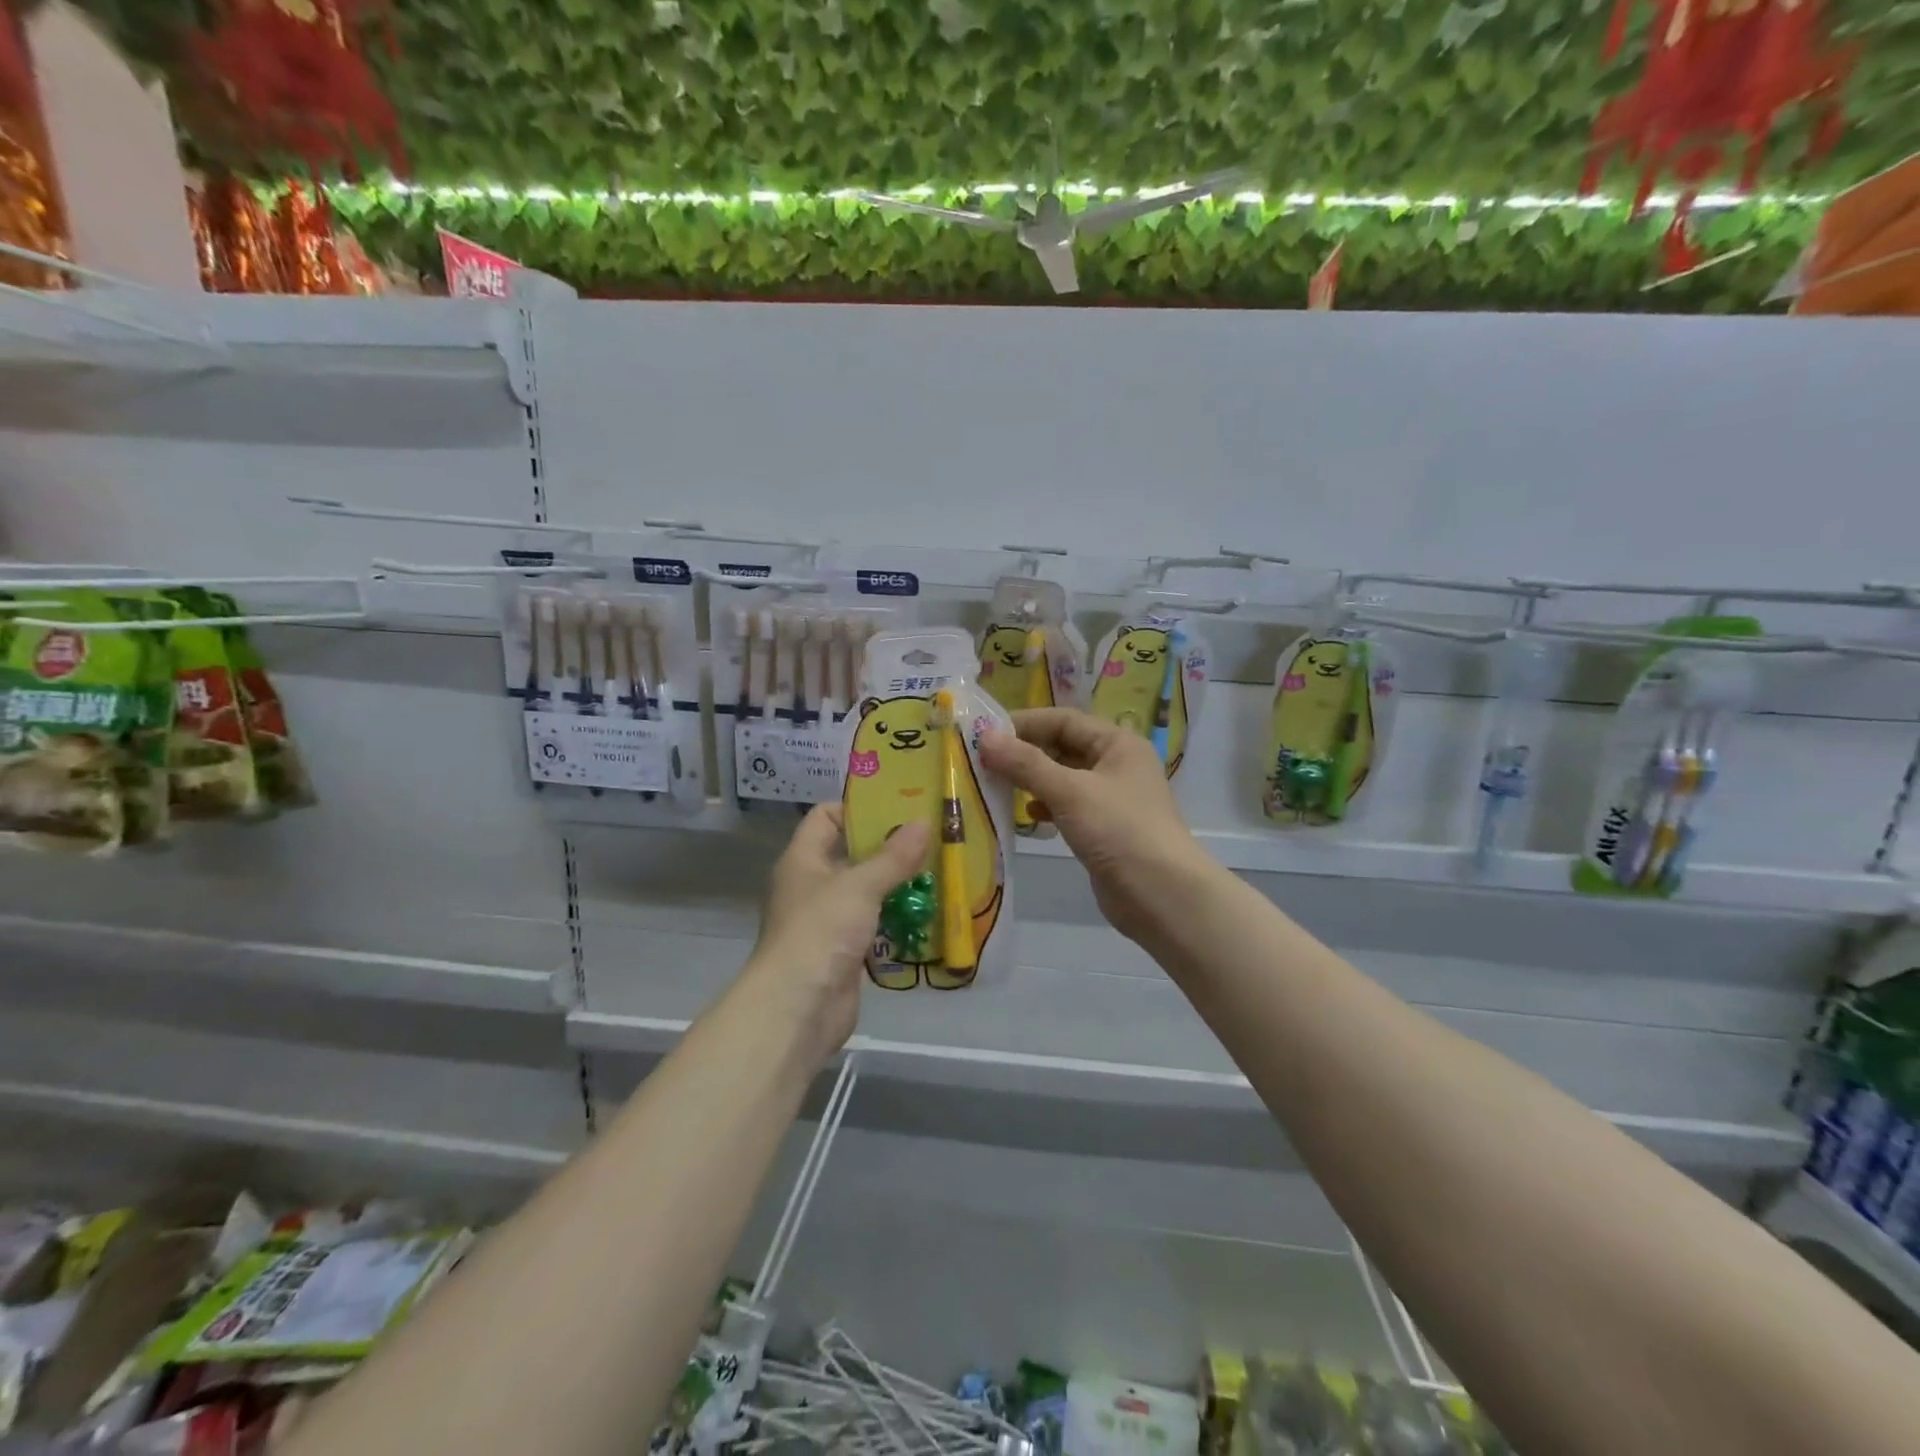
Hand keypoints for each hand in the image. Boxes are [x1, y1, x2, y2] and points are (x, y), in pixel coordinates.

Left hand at [743, 803, 929, 1059]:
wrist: (798, 1008)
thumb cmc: (821, 932)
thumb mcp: (860, 886)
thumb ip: (893, 856)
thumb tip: (924, 821)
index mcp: (804, 859)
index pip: (826, 816)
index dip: (859, 807)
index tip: (900, 805)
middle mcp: (813, 884)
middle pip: (852, 852)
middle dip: (889, 845)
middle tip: (931, 834)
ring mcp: (829, 919)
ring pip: (867, 890)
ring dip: (898, 882)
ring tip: (939, 867)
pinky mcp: (845, 949)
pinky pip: (875, 922)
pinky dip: (897, 916)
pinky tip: (929, 910)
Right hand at [980, 708, 1208, 943]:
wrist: (1162, 896)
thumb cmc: (1119, 831)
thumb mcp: (1069, 792)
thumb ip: (1026, 764)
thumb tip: (984, 737)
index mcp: (1118, 744)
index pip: (1064, 720)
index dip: (1025, 724)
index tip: (984, 734)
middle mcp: (1117, 765)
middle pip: (1063, 747)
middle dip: (1025, 753)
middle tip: (983, 762)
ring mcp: (1111, 798)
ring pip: (1063, 778)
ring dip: (1032, 780)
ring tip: (997, 787)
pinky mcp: (1104, 829)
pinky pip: (1067, 806)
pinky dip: (1046, 807)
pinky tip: (1027, 817)